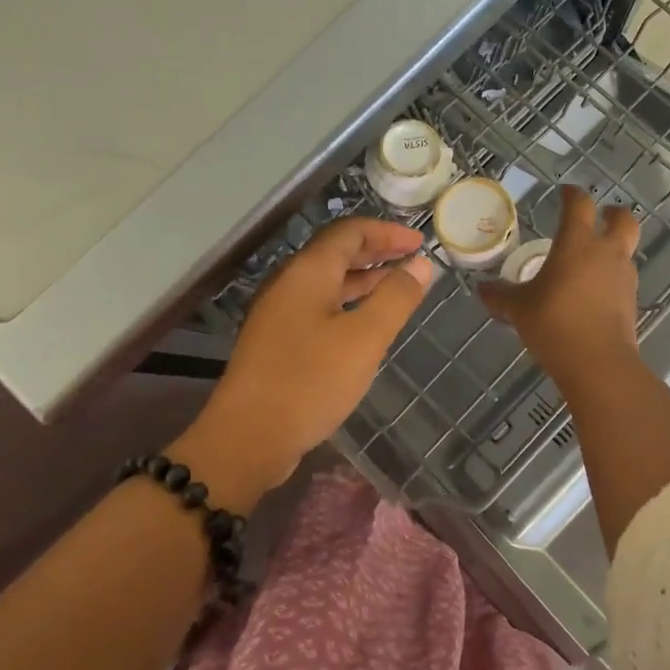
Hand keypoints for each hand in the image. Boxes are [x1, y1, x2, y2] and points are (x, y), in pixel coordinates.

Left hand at [170, 218, 433, 510]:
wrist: (248, 437)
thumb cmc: (310, 381)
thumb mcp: (365, 338)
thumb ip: (396, 297)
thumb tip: (421, 263)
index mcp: (308, 272)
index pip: (349, 232)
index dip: (386, 232)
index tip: (420, 242)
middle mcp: (289, 284)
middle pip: (336, 253)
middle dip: (377, 252)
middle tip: (413, 260)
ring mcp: (279, 314)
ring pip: (327, 283)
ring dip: (364, 280)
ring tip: (398, 287)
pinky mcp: (277, 342)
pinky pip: (319, 308)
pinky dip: (348, 305)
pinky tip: (366, 324)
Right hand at [479, 186, 640, 385]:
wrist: (597, 362)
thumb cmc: (554, 323)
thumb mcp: (518, 309)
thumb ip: (500, 296)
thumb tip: (481, 289)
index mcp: (577, 243)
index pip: (579, 205)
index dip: (572, 194)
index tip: (564, 192)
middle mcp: (605, 253)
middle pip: (623, 219)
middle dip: (613, 214)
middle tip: (600, 216)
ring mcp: (623, 277)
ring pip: (625, 249)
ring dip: (613, 247)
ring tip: (591, 259)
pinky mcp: (631, 301)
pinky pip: (622, 278)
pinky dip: (611, 276)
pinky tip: (594, 291)